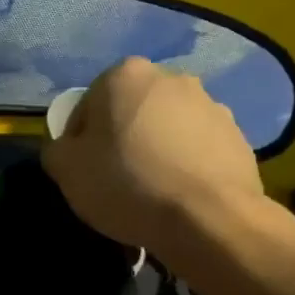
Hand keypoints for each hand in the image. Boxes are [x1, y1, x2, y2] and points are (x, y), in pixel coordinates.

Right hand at [43, 57, 264, 255]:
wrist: (209, 219)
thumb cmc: (127, 184)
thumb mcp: (66, 170)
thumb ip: (56, 149)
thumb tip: (66, 148)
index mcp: (125, 75)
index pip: (87, 107)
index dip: (80, 141)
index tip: (85, 172)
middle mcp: (170, 78)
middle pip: (131, 111)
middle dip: (123, 138)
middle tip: (118, 180)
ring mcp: (211, 105)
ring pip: (167, 128)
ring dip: (157, 149)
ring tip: (154, 192)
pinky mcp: (238, 136)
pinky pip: (198, 149)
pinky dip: (188, 165)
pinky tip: (181, 197)